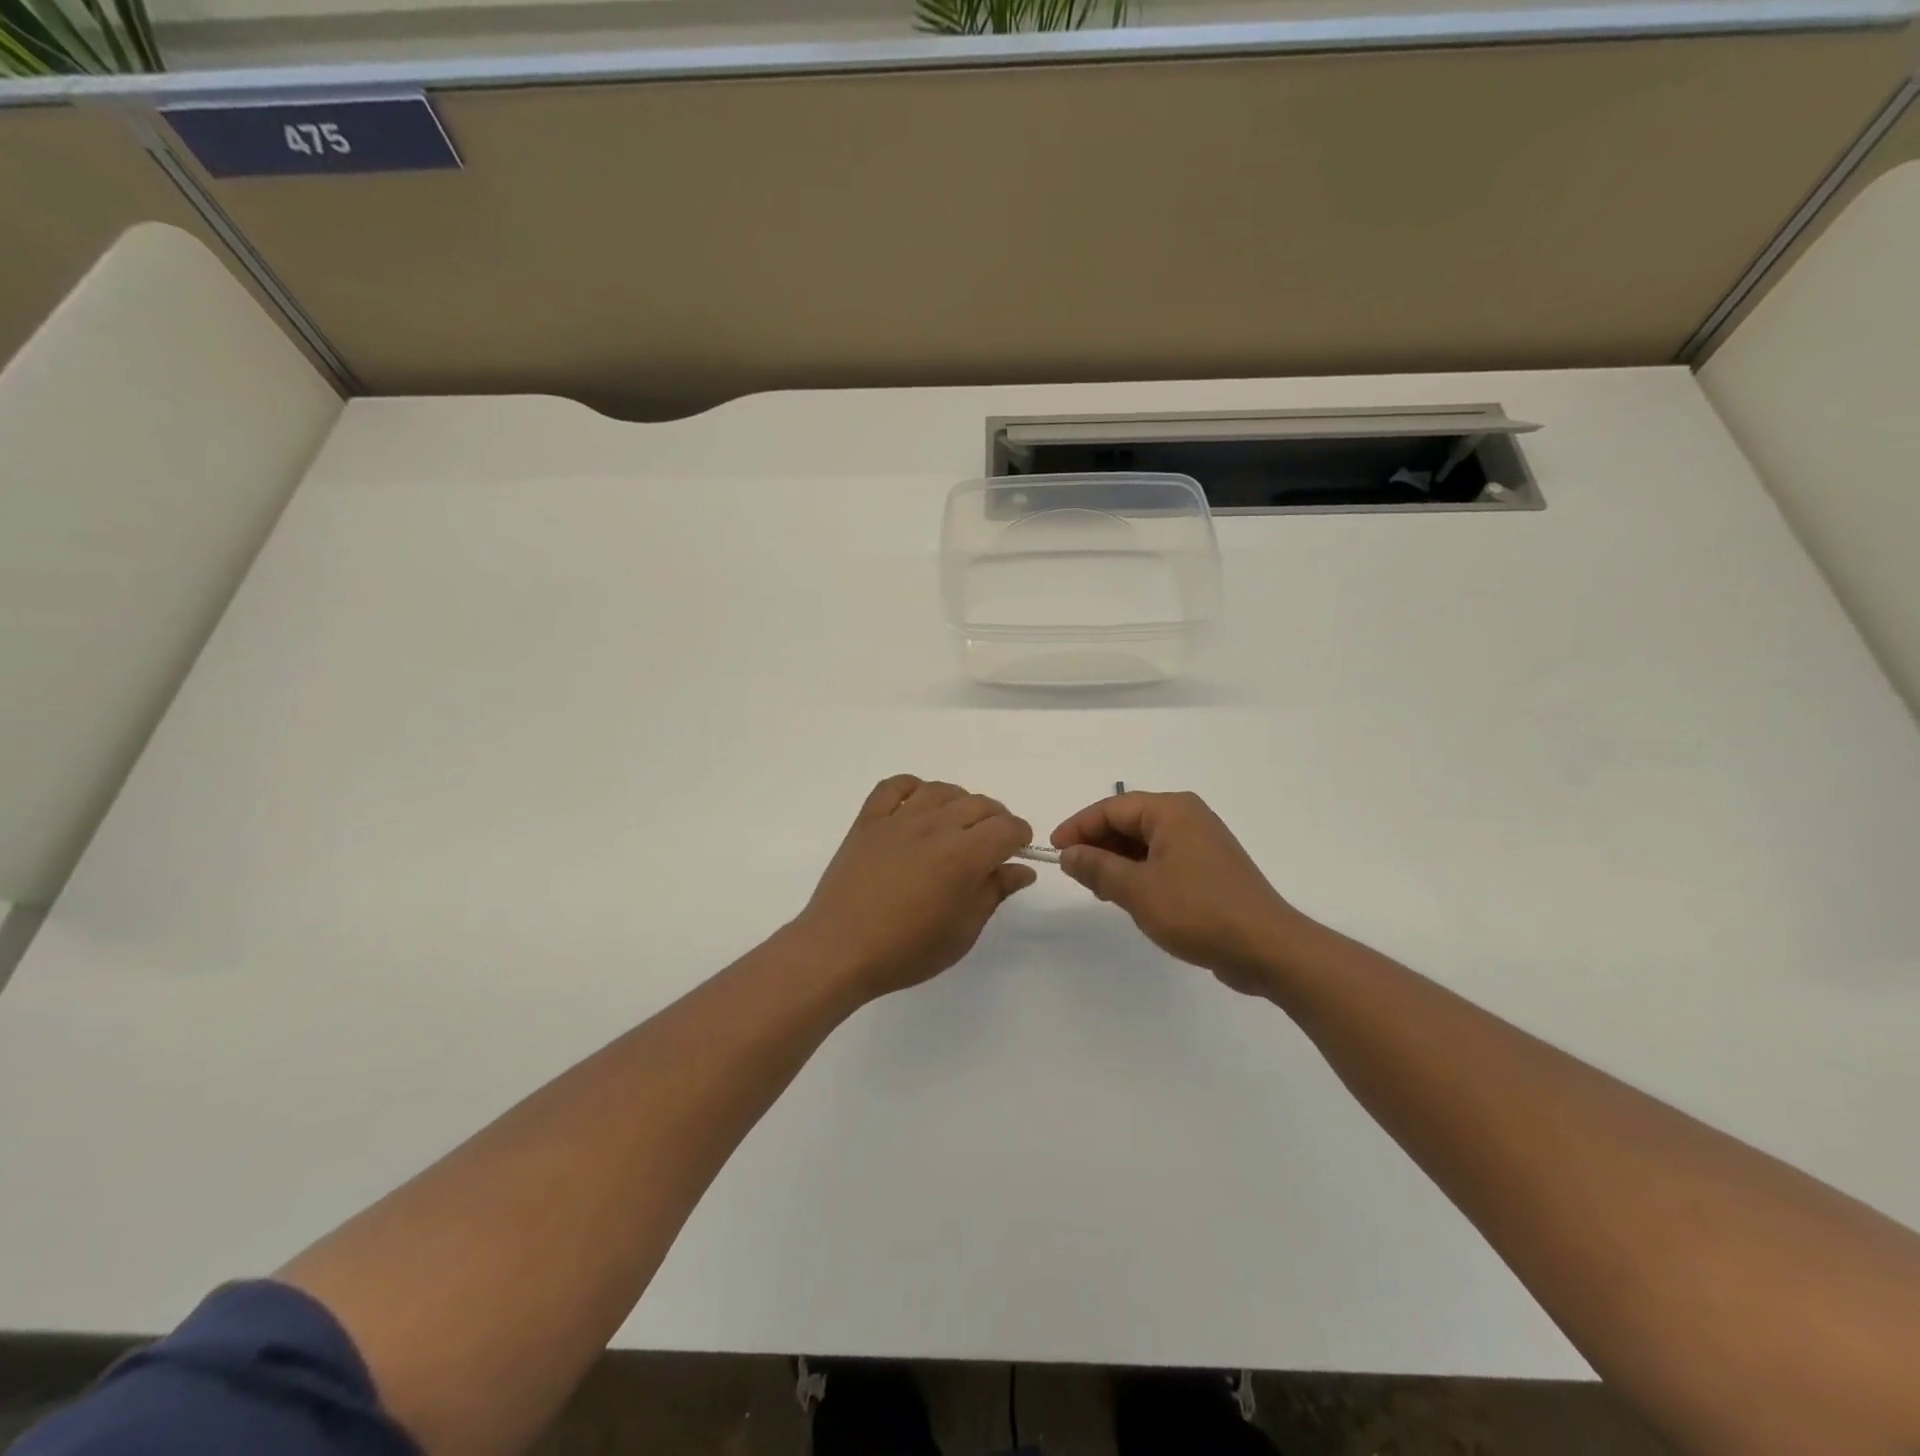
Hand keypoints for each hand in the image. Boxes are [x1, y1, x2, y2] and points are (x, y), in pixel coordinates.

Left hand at [790, 775, 1036, 999]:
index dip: (1020, 836)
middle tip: (992, 843)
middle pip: (979, 804)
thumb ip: (994, 893)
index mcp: (963, 856)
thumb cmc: (906, 951)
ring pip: (941, 790)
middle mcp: (934, 827)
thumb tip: (1022, 869)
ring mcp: (898, 820)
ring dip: (959, 802)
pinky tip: (917, 805)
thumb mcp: (962, 932)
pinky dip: (912, 788)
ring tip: (958, 825)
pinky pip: (894, 786)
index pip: (1007, 828)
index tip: (1017, 851)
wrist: (838, 950)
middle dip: (996, 819)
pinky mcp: (868, 821)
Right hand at [1051, 791, 1306, 995]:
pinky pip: (1164, 858)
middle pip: (1129, 820)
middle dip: (1098, 844)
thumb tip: (1069, 854)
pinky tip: (1129, 896)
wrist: (1268, 948)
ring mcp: (1202, 842)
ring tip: (1098, 889)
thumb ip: (1097, 868)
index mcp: (1172, 811)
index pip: (1112, 807)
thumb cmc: (1198, 911)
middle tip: (1074, 872)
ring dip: (1117, 860)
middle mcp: (1188, 817)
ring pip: (1146, 841)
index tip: (1054, 851)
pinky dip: (1140, 872)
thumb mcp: (1137, 890)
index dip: (1078, 827)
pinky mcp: (1210, 868)